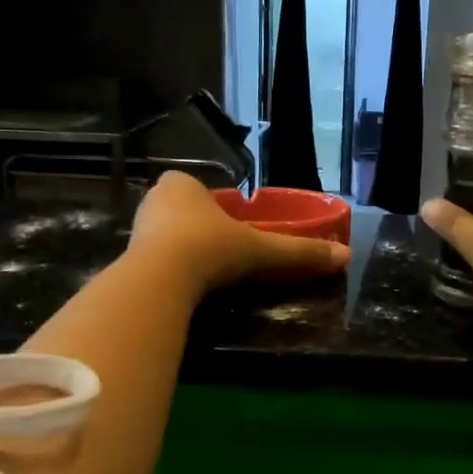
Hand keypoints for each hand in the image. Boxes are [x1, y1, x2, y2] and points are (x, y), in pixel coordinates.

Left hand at [129, 171, 349, 292]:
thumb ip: (298, 252)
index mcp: (182, 184)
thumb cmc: (210, 248)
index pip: (205, 192)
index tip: (236, 233)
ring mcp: (136, 229)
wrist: (160, 280)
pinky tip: (183, 289)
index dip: (221, 210)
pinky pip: (154, 262)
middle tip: (224, 256)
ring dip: (183, 253)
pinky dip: (168, 273)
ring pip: (167, 238)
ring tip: (205, 276)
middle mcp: (155, 199)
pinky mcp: (127, 259)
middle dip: (202, 232)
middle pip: (185, 214)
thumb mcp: (260, 250)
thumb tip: (345, 256)